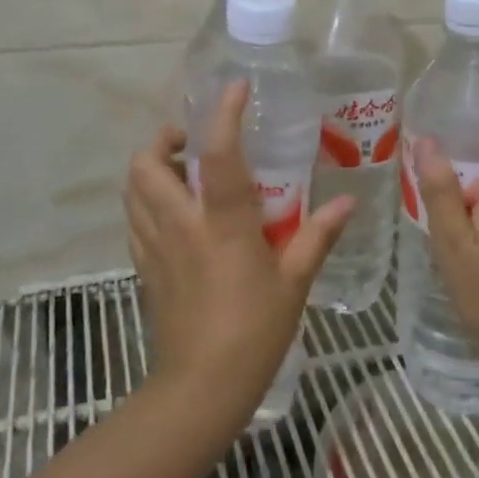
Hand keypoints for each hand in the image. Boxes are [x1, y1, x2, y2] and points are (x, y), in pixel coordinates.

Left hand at [122, 81, 354, 424]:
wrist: (200, 388)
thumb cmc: (254, 332)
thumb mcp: (294, 282)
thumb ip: (318, 236)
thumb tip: (347, 204)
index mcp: (222, 223)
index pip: (219, 155)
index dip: (224, 114)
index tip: (235, 88)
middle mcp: (180, 224)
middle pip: (146, 163)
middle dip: (162, 139)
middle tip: (191, 143)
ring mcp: (154, 245)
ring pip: (131, 188)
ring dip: (149, 168)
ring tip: (181, 173)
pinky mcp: (143, 267)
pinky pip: (133, 219)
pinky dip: (145, 202)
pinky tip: (173, 215)